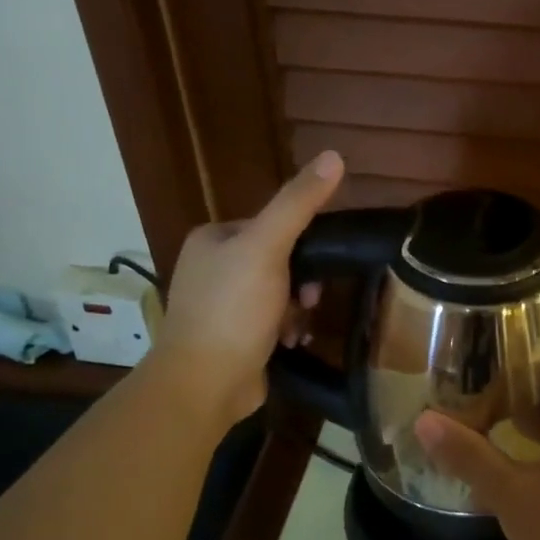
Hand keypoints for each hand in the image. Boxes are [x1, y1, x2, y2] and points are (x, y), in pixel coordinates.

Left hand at [150, 151, 342, 429]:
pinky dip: (287, 330)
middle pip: (278, 261)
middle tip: (309, 301)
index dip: (302, 244)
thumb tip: (335, 156)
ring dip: (297, 309)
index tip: (317, 267)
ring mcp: (221, 306)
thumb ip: (298, 203)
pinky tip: (292, 343)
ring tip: (298, 328)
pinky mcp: (232, 338)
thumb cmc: (233, 310)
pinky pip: (272, 322)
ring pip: (279, 294)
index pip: (272, 225)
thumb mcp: (268, 248)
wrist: (205, 383)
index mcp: (213, 240)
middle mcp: (212, 268)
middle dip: (301, 282)